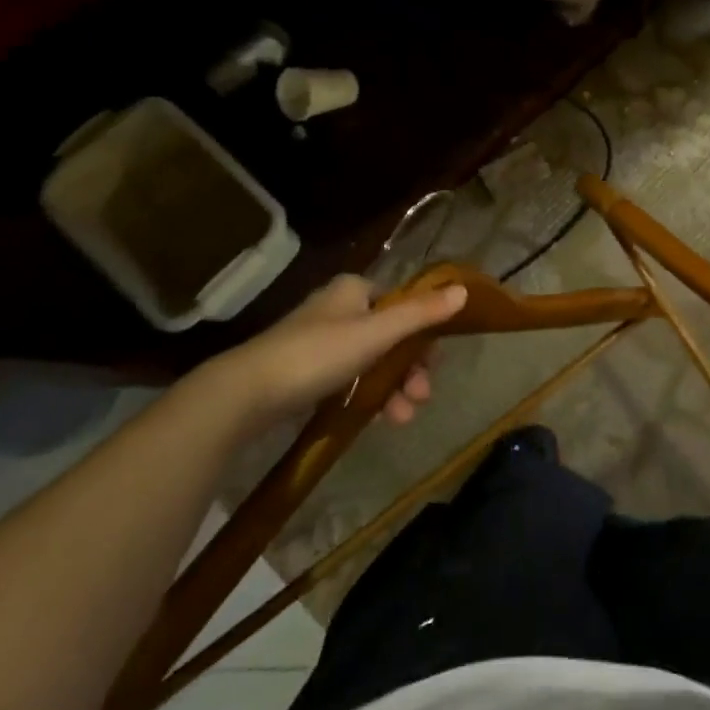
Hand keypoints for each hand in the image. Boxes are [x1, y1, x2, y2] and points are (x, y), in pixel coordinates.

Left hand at [221, 274, 466, 421]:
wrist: (246, 395)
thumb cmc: (316, 354)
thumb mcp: (375, 333)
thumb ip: (420, 313)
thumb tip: (464, 291)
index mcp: (354, 290)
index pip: (402, 303)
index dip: (423, 332)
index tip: (434, 363)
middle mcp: (339, 310)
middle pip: (391, 336)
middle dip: (410, 369)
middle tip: (421, 397)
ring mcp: (321, 343)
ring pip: (373, 362)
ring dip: (393, 389)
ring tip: (402, 418)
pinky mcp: (307, 373)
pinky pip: (351, 380)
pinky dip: (368, 397)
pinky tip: (380, 419)